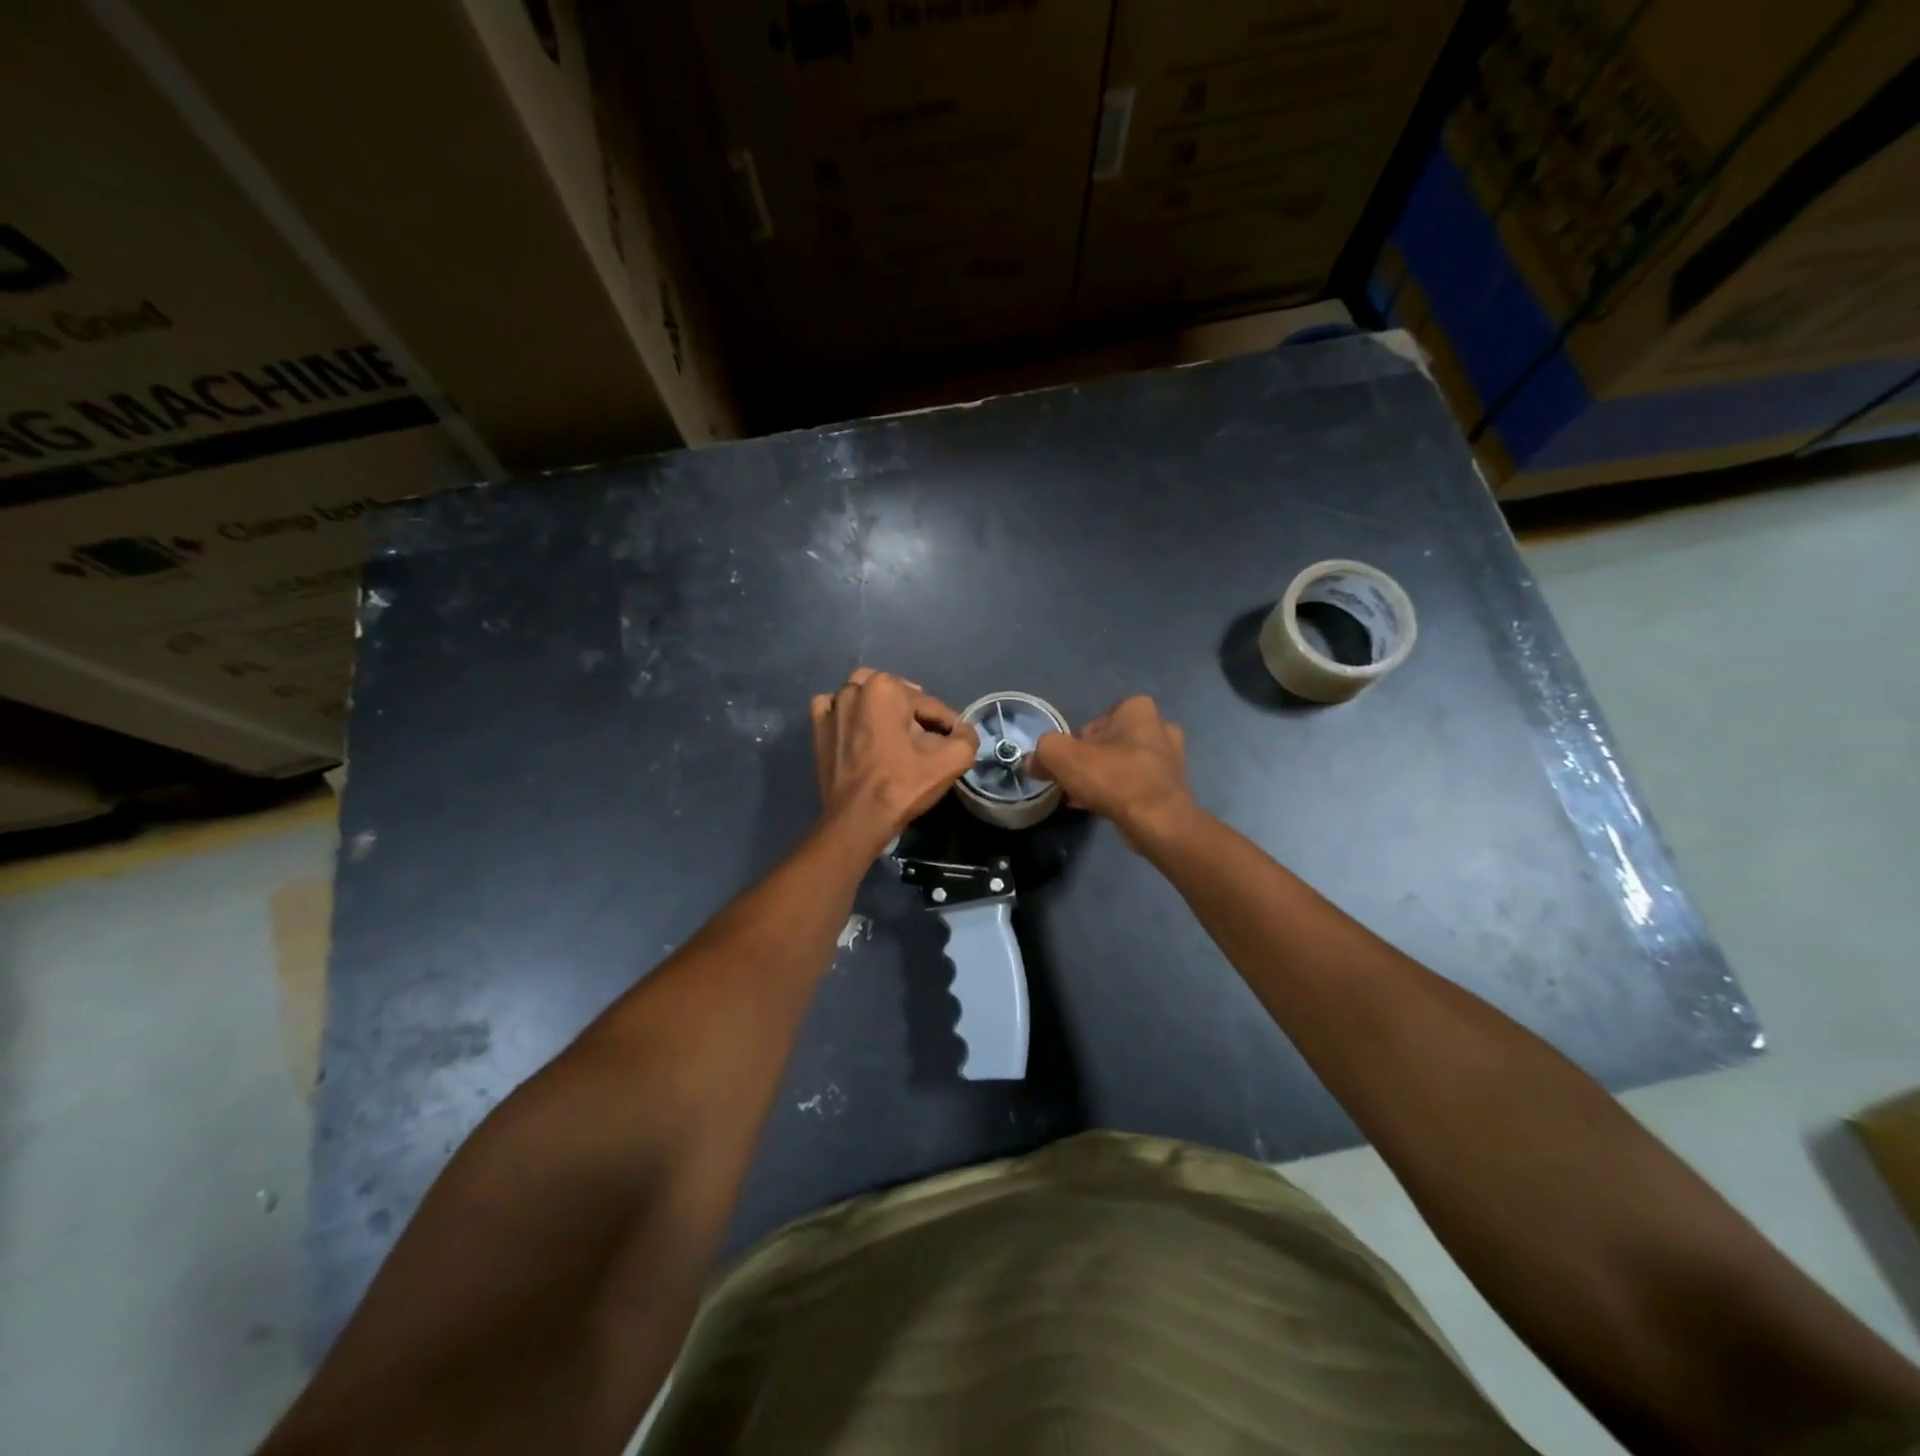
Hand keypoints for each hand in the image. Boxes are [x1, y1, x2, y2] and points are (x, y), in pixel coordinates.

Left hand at [811, 668, 978, 848]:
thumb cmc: (903, 785)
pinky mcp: (817, 728)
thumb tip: (963, 730)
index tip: (952, 744)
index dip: (946, 725)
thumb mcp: (951, 760)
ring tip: (892, 735)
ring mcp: (832, 707)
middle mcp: (855, 688)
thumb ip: (967, 737)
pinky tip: (858, 732)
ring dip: (880, 711)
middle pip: (897, 696)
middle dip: (912, 713)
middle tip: (924, 741)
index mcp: (886, 687)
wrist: (858, 819)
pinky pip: (835, 709)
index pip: (929, 704)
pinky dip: (848, 715)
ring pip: (865, 697)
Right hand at [1031, 696, 1195, 848]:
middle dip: (1091, 762)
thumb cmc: (1112, 776)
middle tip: (1074, 782)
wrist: (1156, 820)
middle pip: (1110, 744)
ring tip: (1084, 798)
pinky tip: (1101, 809)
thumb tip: (1032, 762)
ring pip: (1124, 766)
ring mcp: (1171, 759)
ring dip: (1104, 780)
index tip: (1067, 763)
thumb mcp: (1061, 756)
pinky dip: (1119, 795)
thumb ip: (1043, 752)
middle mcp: (1160, 728)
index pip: (1095, 722)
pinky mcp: (1173, 788)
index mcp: (1138, 709)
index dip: (1076, 743)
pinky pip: (1136, 786)